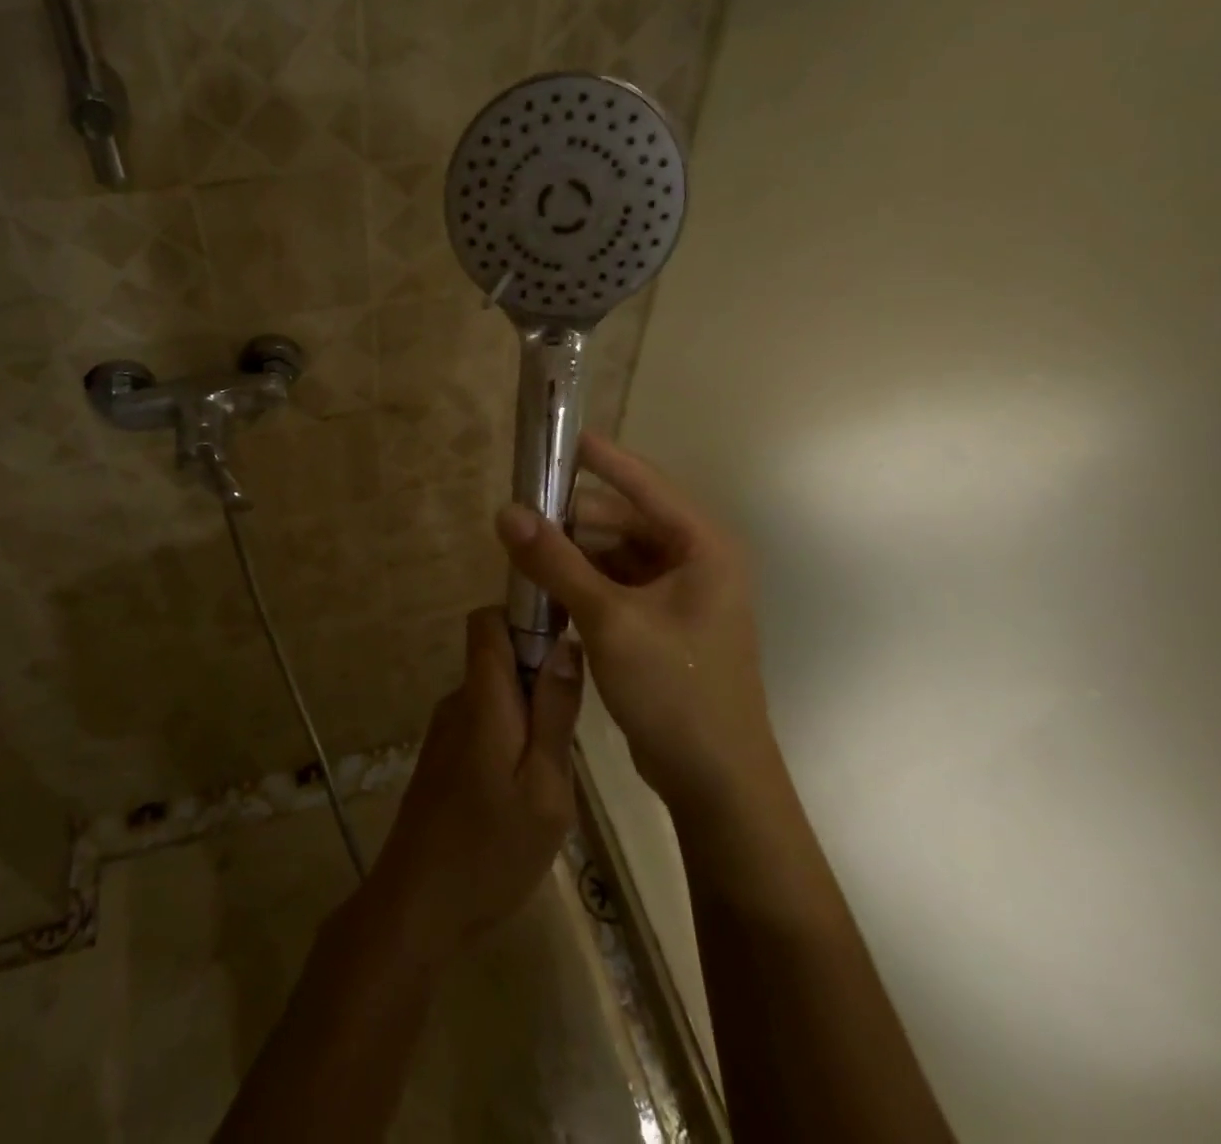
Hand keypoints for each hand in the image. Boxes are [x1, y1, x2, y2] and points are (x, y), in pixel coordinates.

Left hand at [361, 609, 582, 964]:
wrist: (417, 907)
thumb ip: (555, 714)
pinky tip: (526, 792)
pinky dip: (511, 739)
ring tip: (554, 771)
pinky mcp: (442, 758)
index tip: (564, 641)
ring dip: (528, 715)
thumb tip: (567, 644)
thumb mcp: (546, 788)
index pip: (488, 620)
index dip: (524, 615)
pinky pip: (484, 723)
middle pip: (497, 656)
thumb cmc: (491, 849)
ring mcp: (445, 731)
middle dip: (539, 676)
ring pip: (496, 695)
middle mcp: (457, 702)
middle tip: (572, 730)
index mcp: (482, 699)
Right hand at [494, 431, 769, 813]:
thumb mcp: (609, 620)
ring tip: (523, 555)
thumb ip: (555, 562)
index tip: (555, 437)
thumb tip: (505, 512)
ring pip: (615, 554)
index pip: (643, 482)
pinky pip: (615, 585)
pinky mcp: (661, 623)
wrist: (715, 782)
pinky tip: (545, 590)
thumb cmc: (675, 689)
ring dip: (573, 554)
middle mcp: (695, 560)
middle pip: (623, 519)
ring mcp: (679, 594)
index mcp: (702, 545)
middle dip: (572, 519)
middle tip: (519, 519)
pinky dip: (582, 583)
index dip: (599, 457)